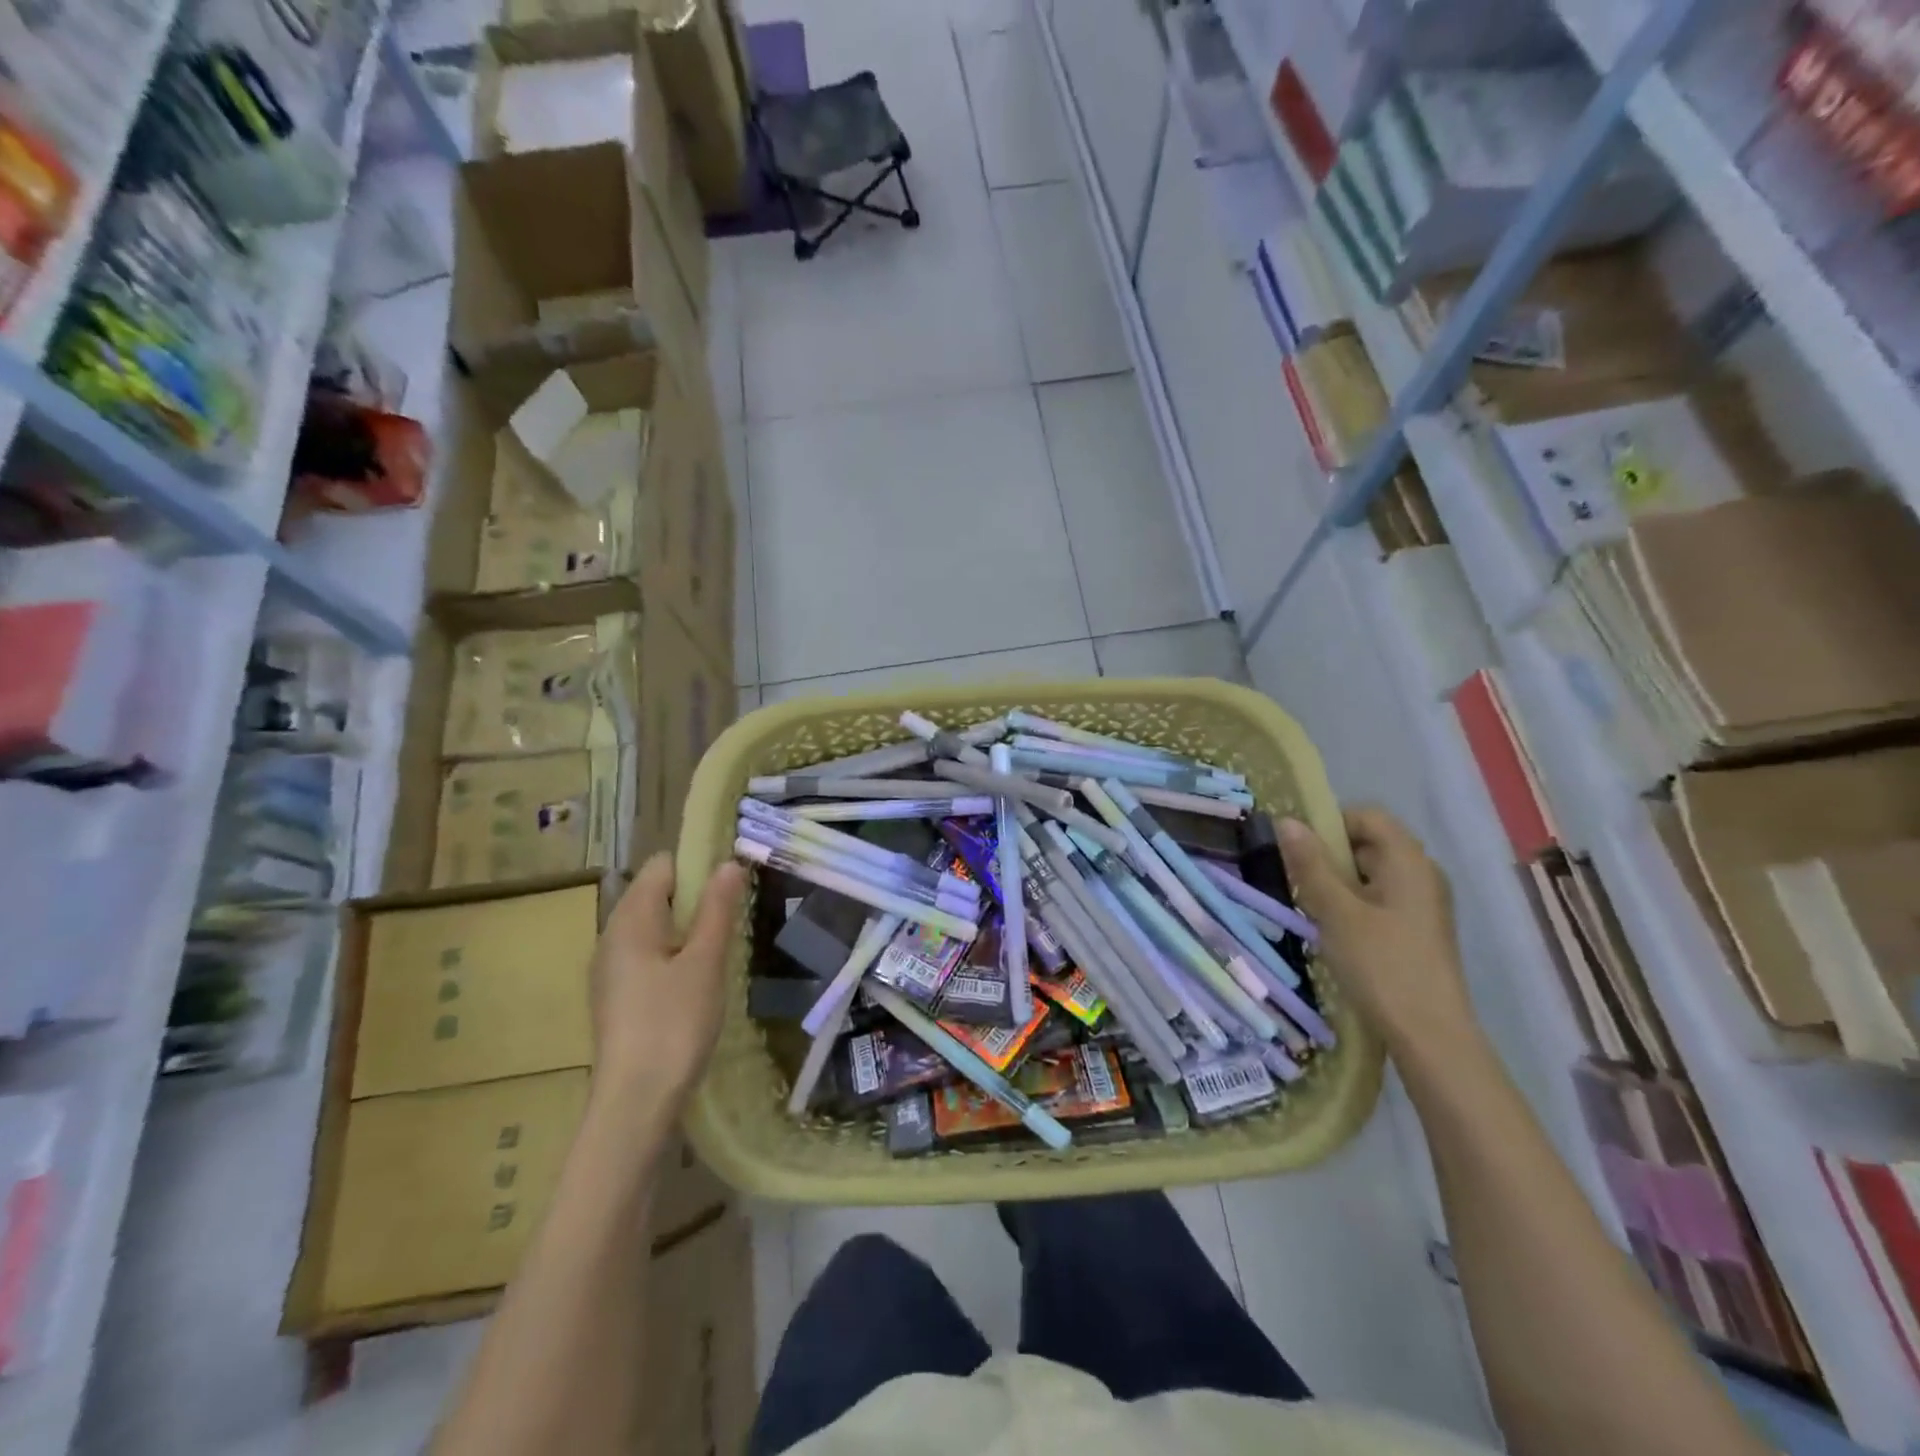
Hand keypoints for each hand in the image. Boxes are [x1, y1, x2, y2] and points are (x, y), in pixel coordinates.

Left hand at [589, 854, 747, 1111]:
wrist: (635, 1104)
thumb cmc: (674, 1024)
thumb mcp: (705, 962)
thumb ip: (717, 909)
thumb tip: (728, 863)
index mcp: (630, 920)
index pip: (662, 866)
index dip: (698, 865)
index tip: (732, 885)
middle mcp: (612, 936)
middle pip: (657, 894)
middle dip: (697, 899)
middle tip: (732, 921)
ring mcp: (611, 969)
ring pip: (655, 927)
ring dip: (689, 929)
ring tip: (721, 952)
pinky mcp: (617, 997)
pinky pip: (648, 955)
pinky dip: (674, 955)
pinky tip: (697, 982)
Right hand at [1278, 808, 1478, 1058]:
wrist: (1430, 1036)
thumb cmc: (1381, 964)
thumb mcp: (1336, 912)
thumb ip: (1310, 864)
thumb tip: (1286, 821)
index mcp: (1408, 860)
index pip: (1366, 816)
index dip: (1330, 822)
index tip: (1298, 848)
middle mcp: (1423, 874)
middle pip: (1369, 843)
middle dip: (1329, 855)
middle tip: (1298, 881)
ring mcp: (1424, 904)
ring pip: (1372, 874)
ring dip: (1338, 883)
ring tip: (1312, 908)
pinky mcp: (1419, 930)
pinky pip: (1380, 899)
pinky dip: (1354, 904)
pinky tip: (1335, 932)